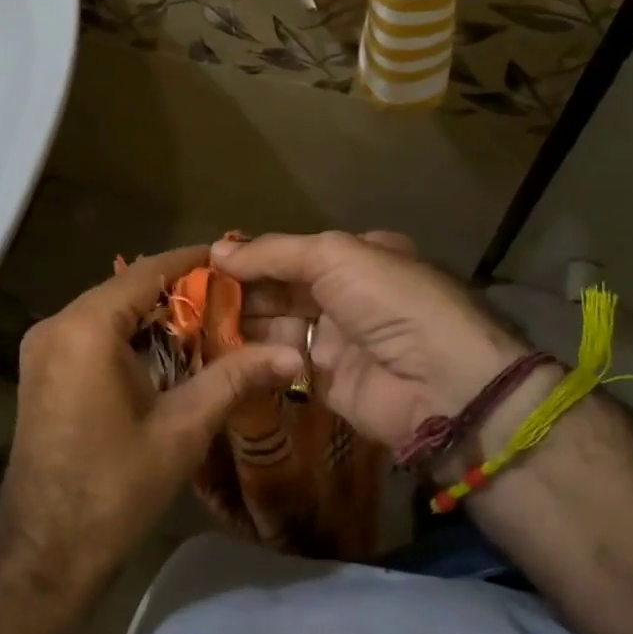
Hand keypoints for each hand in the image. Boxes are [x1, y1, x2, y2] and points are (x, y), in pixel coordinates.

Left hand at [0, 246, 303, 599]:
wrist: (46, 551)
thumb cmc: (115, 488)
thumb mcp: (181, 429)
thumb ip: (233, 379)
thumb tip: (292, 355)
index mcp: (86, 328)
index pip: (146, 272)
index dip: (191, 262)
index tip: (232, 259)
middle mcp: (56, 325)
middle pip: (125, 290)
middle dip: (177, 293)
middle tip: (230, 301)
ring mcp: (41, 348)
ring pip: (107, 312)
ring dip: (152, 317)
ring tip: (207, 326)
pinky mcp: (40, 370)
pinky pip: (89, 335)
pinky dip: (127, 336)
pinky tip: (164, 356)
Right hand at [214, 232, 528, 449]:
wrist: (440, 383)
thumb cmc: (388, 301)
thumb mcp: (332, 256)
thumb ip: (272, 253)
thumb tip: (216, 250)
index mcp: (356, 257)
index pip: (291, 253)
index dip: (250, 257)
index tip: (205, 263)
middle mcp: (346, 294)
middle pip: (280, 289)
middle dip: (240, 291)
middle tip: (192, 297)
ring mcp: (337, 339)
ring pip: (277, 325)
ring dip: (240, 322)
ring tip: (195, 322)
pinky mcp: (327, 381)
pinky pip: (282, 361)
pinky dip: (253, 355)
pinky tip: (218, 349)